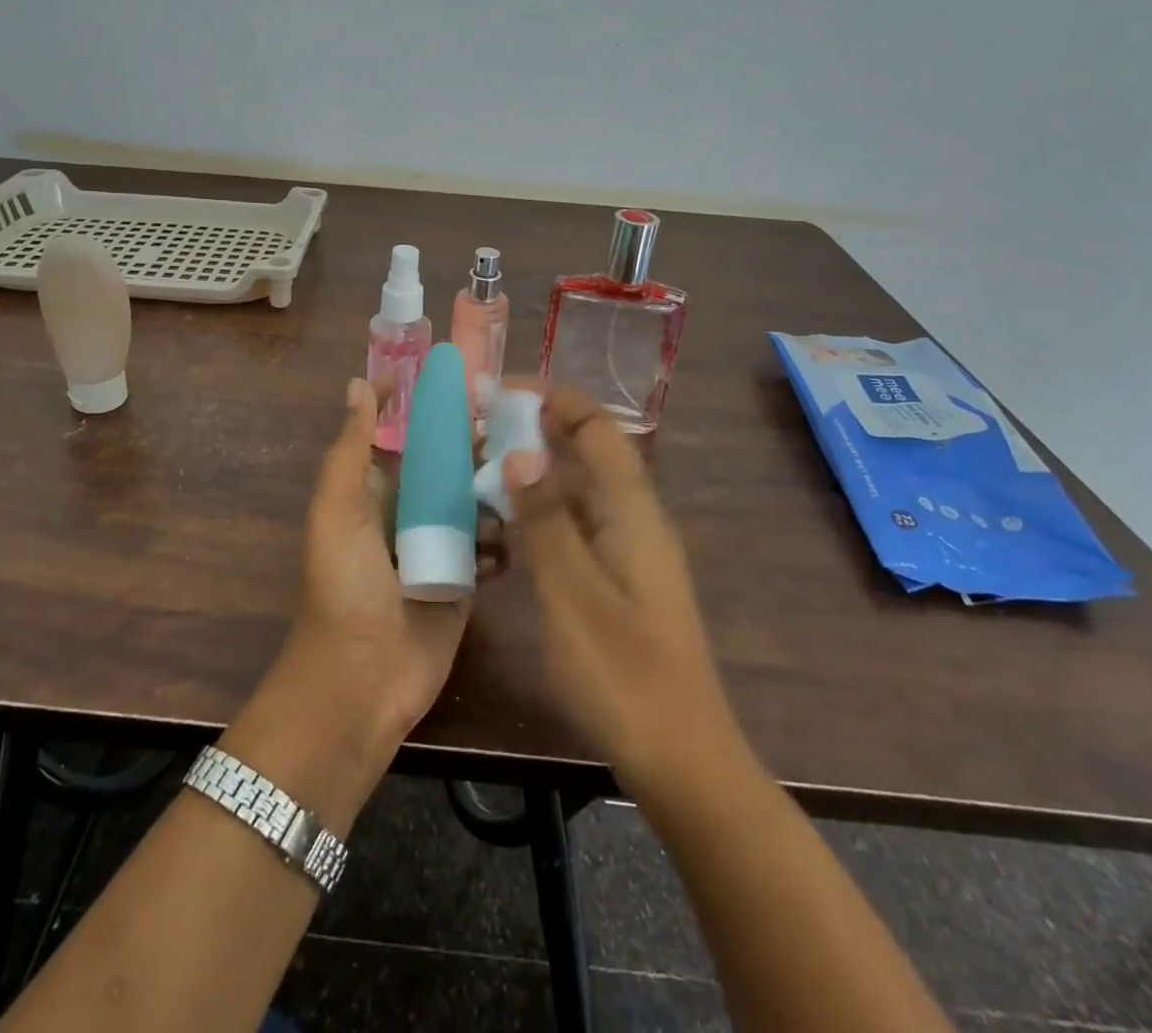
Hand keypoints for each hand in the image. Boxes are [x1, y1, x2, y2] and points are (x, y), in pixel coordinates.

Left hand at [288, 377, 488, 741]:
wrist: (362, 682)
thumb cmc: (344, 587)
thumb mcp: (337, 512)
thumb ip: (350, 450)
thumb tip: (359, 383)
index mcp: (373, 490)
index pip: (403, 434)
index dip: (426, 406)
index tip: (465, 376)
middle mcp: (408, 510)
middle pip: (446, 464)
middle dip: (475, 444)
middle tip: (518, 422)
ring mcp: (440, 544)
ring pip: (475, 500)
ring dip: (497, 487)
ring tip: (528, 469)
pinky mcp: (466, 578)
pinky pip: (491, 544)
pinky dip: (504, 535)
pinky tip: (519, 527)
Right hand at [503, 383, 737, 788]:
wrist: (680, 759)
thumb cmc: (624, 674)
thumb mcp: (572, 594)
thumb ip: (545, 519)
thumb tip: (520, 451)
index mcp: (632, 510)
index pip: (596, 426)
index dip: (552, 398)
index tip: (496, 392)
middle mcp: (632, 518)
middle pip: (583, 453)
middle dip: (531, 433)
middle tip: (471, 434)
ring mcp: (625, 551)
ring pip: (574, 492)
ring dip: (529, 476)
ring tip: (472, 475)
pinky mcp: (615, 580)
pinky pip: (572, 527)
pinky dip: (537, 517)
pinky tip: (498, 532)